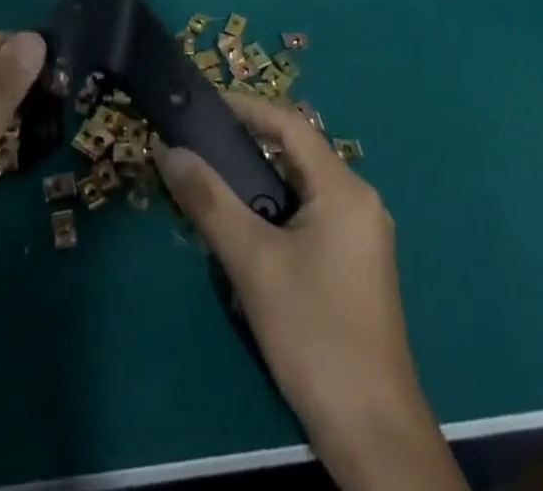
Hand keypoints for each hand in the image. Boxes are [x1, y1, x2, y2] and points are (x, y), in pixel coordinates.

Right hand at [159, 93, 463, 490]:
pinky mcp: (354, 266)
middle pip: (295, 154)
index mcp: (344, 189)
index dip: (245, 108)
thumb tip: (168, 149)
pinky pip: (308, 218)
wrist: (373, 436)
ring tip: (210, 187)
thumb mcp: (253, 263)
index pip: (289, 125)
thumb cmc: (315, 335)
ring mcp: (360, 236)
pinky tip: (243, 235)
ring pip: (299, 189)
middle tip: (197, 148)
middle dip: (245, 147)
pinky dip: (273, 214)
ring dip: (256, 185)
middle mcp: (358, 201)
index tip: (201, 105)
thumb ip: (209, 201)